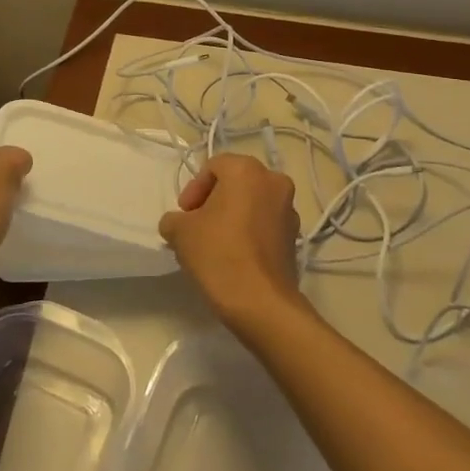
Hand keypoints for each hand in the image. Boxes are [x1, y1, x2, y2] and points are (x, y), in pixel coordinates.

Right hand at [159, 154, 305, 334]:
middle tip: (196, 226)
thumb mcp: (181, 232)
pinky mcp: (295, 237)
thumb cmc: (218, 254)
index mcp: (247, 170)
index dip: (193, 189)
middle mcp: (274, 181)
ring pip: (253, 203)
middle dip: (213, 201)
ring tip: (214, 243)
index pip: (213, 167)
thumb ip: (174, 219)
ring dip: (233, 216)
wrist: (261, 303)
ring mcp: (289, 210)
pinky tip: (234, 256)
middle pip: (236, 183)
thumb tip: (178, 223)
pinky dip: (250, 232)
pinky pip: (266, 224)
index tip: (184, 216)